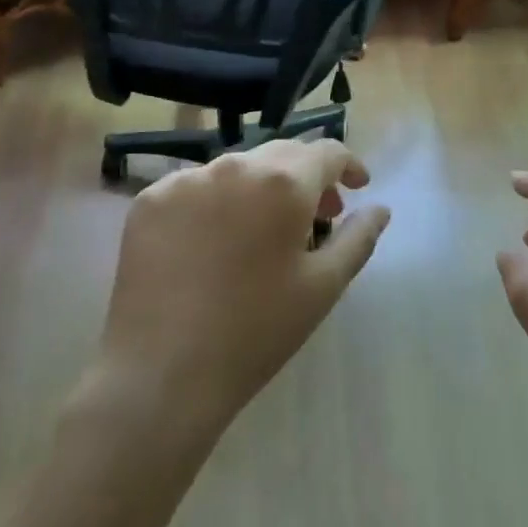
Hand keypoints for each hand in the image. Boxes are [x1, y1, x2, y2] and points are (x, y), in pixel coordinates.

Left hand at [89, 139, 388, 440]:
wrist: (161, 375)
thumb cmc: (256, 332)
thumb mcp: (323, 287)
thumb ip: (358, 238)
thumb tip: (379, 208)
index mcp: (283, 182)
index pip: (326, 152)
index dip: (348, 165)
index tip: (357, 188)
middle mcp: (234, 166)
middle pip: (282, 154)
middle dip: (307, 176)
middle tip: (317, 214)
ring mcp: (185, 180)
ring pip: (237, 168)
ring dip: (261, 187)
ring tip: (263, 230)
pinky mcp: (149, 200)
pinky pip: (195, 186)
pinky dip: (216, 202)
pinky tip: (214, 241)